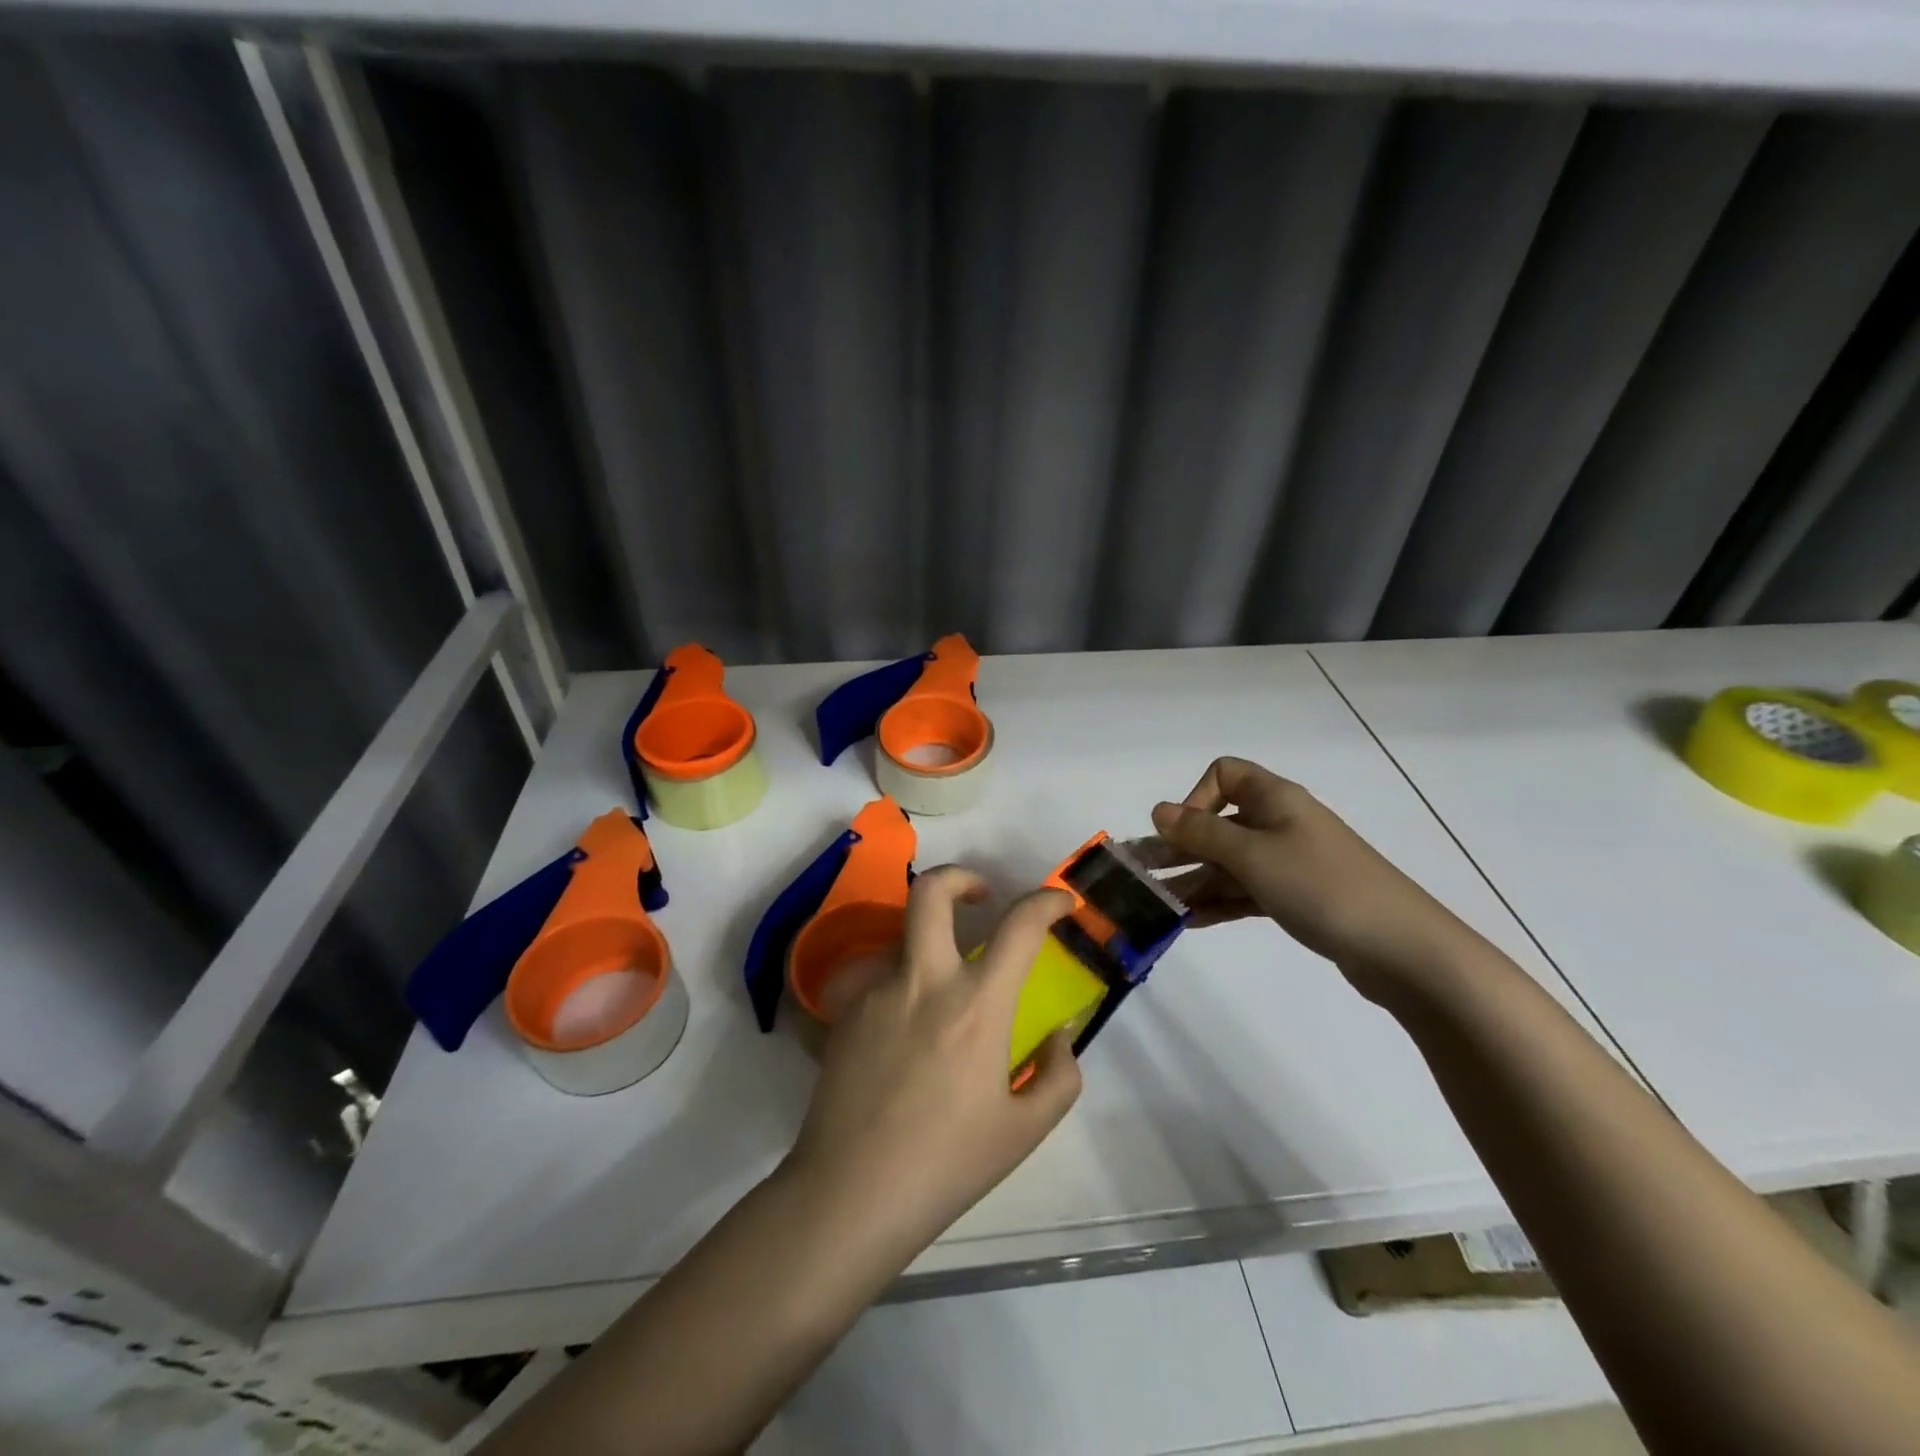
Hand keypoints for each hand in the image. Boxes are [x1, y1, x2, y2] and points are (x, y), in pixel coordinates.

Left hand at [786, 869, 1081, 1254]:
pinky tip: (904, 1033)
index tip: (1059, 903)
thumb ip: (1058, 1076)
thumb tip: (1057, 1036)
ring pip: (901, 934)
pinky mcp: (845, 1011)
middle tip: (980, 896)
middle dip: (960, 876)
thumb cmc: (947, 1165)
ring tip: (940, 985)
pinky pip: (878, 977)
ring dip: (928, 941)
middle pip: (931, 891)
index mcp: (976, 1005)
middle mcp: (924, 981)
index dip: (1046, 901)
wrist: (851, 1194)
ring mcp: (877, 991)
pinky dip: (902, 984)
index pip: (1019, 926)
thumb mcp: (1025, 1130)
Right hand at [1151, 756, 1482, 999]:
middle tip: (1143, 876)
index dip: (1196, 797)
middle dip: (1181, 847)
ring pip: (1230, 863)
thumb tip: (1159, 810)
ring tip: (1158, 906)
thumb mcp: (1253, 856)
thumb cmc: (1322, 887)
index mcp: (1275, 800)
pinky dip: (1220, 902)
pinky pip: (1247, 892)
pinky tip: (1190, 922)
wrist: (1403, 950)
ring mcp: (1291, 863)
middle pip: (1220, 824)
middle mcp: (1281, 824)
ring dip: (1195, 880)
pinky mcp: (1298, 898)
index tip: (1184, 833)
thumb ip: (1201, 833)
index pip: (1224, 774)